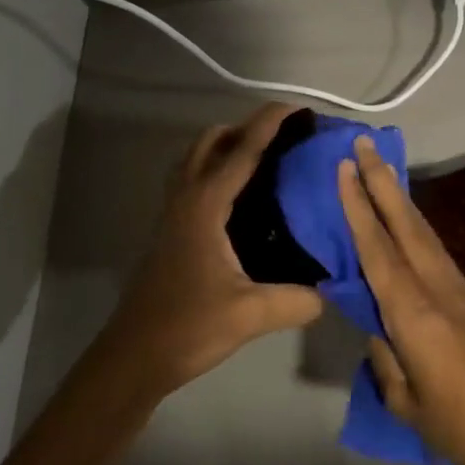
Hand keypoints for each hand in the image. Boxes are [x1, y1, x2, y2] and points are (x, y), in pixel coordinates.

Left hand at [112, 103, 325, 397]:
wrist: (133, 357)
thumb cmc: (187, 327)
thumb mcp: (250, 314)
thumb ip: (297, 300)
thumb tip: (331, 292)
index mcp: (206, 206)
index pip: (242, 150)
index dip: (271, 123)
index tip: (299, 107)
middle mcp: (186, 199)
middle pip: (212, 141)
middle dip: (248, 127)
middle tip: (286, 136)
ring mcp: (174, 212)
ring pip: (197, 157)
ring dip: (228, 145)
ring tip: (268, 157)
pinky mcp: (171, 229)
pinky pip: (194, 178)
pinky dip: (217, 168)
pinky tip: (244, 196)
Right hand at [338, 136, 464, 464]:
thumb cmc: (461, 425)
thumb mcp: (407, 402)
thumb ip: (385, 358)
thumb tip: (375, 325)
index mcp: (414, 313)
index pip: (377, 250)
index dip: (358, 207)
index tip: (345, 169)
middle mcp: (436, 288)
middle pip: (405, 225)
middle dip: (382, 182)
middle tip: (363, 145)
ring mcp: (458, 289)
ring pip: (423, 232)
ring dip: (399, 198)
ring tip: (381, 169)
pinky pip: (434, 250)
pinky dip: (415, 226)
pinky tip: (405, 220)